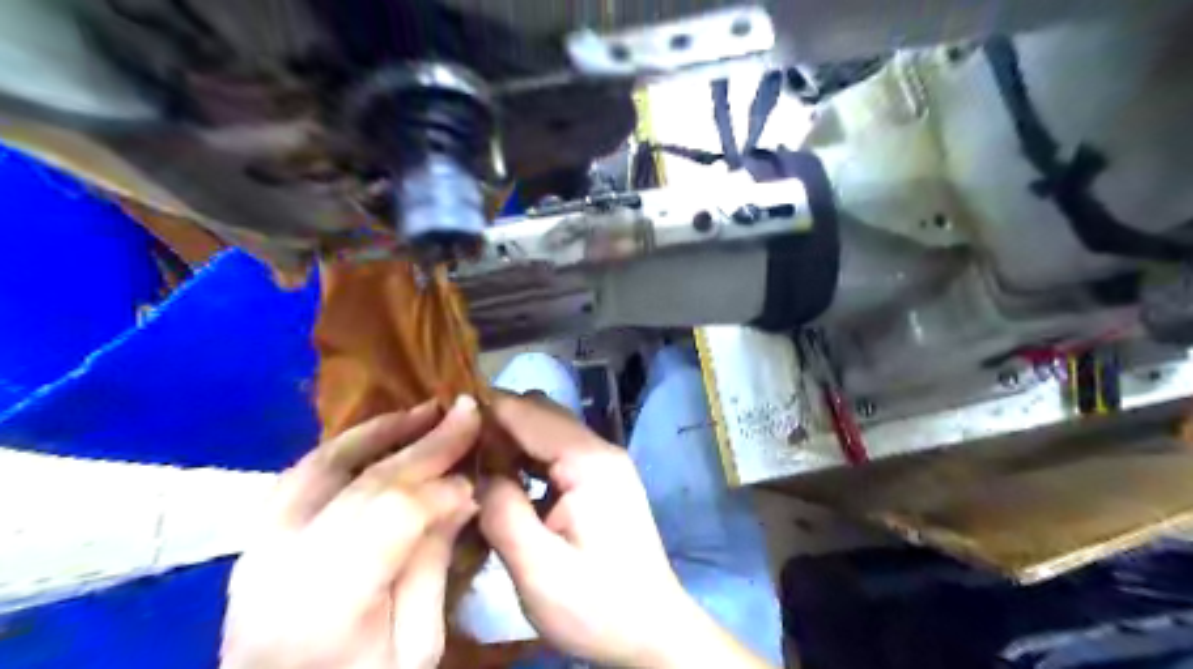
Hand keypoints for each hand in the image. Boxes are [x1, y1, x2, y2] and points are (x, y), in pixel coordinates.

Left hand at [219, 398, 479, 668]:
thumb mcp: (414, 649)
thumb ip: (432, 566)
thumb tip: (460, 497)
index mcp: (326, 607)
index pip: (394, 515)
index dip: (442, 489)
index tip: (477, 480)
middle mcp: (280, 566)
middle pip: (365, 482)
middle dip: (426, 443)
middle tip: (466, 412)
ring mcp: (257, 549)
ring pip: (323, 465)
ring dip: (380, 431)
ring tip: (426, 411)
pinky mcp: (254, 541)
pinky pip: (300, 475)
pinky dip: (344, 447)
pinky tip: (378, 435)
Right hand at [476, 394, 762, 666]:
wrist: (651, 630)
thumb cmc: (596, 607)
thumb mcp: (538, 569)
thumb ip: (503, 512)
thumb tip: (478, 473)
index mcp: (588, 462)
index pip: (528, 412)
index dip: (485, 412)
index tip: (444, 427)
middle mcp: (599, 450)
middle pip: (540, 412)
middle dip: (496, 425)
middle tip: (457, 454)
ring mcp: (603, 463)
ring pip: (547, 429)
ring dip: (511, 441)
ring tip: (474, 467)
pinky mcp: (601, 479)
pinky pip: (557, 452)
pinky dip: (528, 458)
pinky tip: (507, 483)